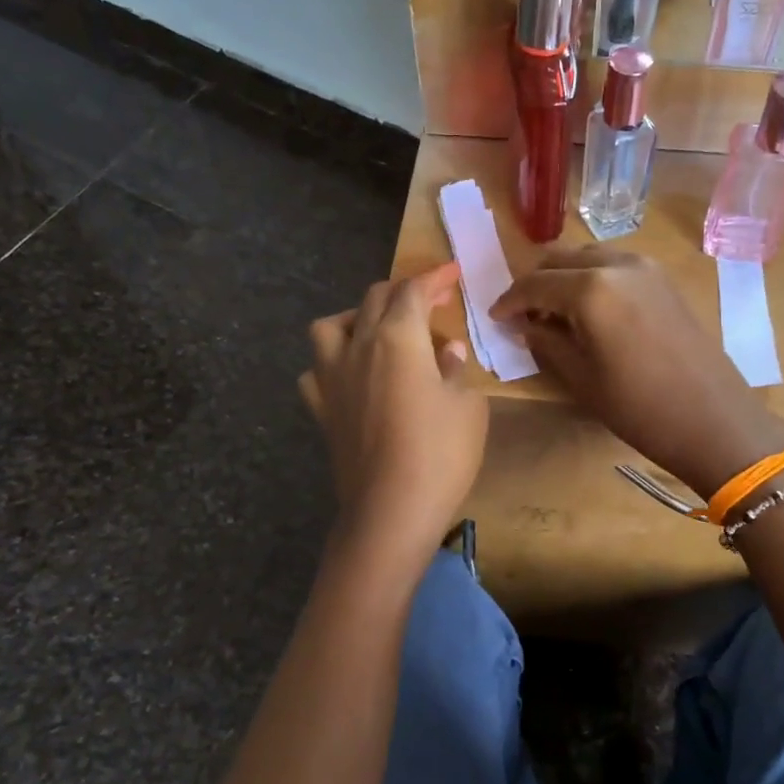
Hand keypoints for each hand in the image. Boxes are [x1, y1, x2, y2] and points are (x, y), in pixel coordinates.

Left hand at [300, 264, 488, 563]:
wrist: (390, 510)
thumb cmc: (440, 454)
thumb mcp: (467, 407)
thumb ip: (456, 371)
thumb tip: (446, 352)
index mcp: (398, 338)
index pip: (414, 290)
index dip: (436, 277)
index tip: (453, 272)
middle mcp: (358, 347)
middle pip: (375, 299)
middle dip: (405, 291)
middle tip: (431, 301)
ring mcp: (332, 378)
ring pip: (331, 326)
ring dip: (357, 317)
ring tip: (379, 332)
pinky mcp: (322, 410)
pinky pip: (317, 371)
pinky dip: (333, 363)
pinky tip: (351, 377)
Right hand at [490, 248, 783, 497]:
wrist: (713, 419)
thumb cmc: (639, 407)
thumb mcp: (581, 377)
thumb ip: (545, 341)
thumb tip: (521, 323)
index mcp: (591, 288)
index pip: (535, 283)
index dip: (509, 301)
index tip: (496, 319)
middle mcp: (617, 264)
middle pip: (560, 260)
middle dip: (536, 284)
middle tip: (523, 316)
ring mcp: (646, 268)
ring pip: (588, 258)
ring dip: (564, 279)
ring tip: (555, 314)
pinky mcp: (664, 280)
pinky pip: (615, 266)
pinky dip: (593, 279)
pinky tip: (589, 311)